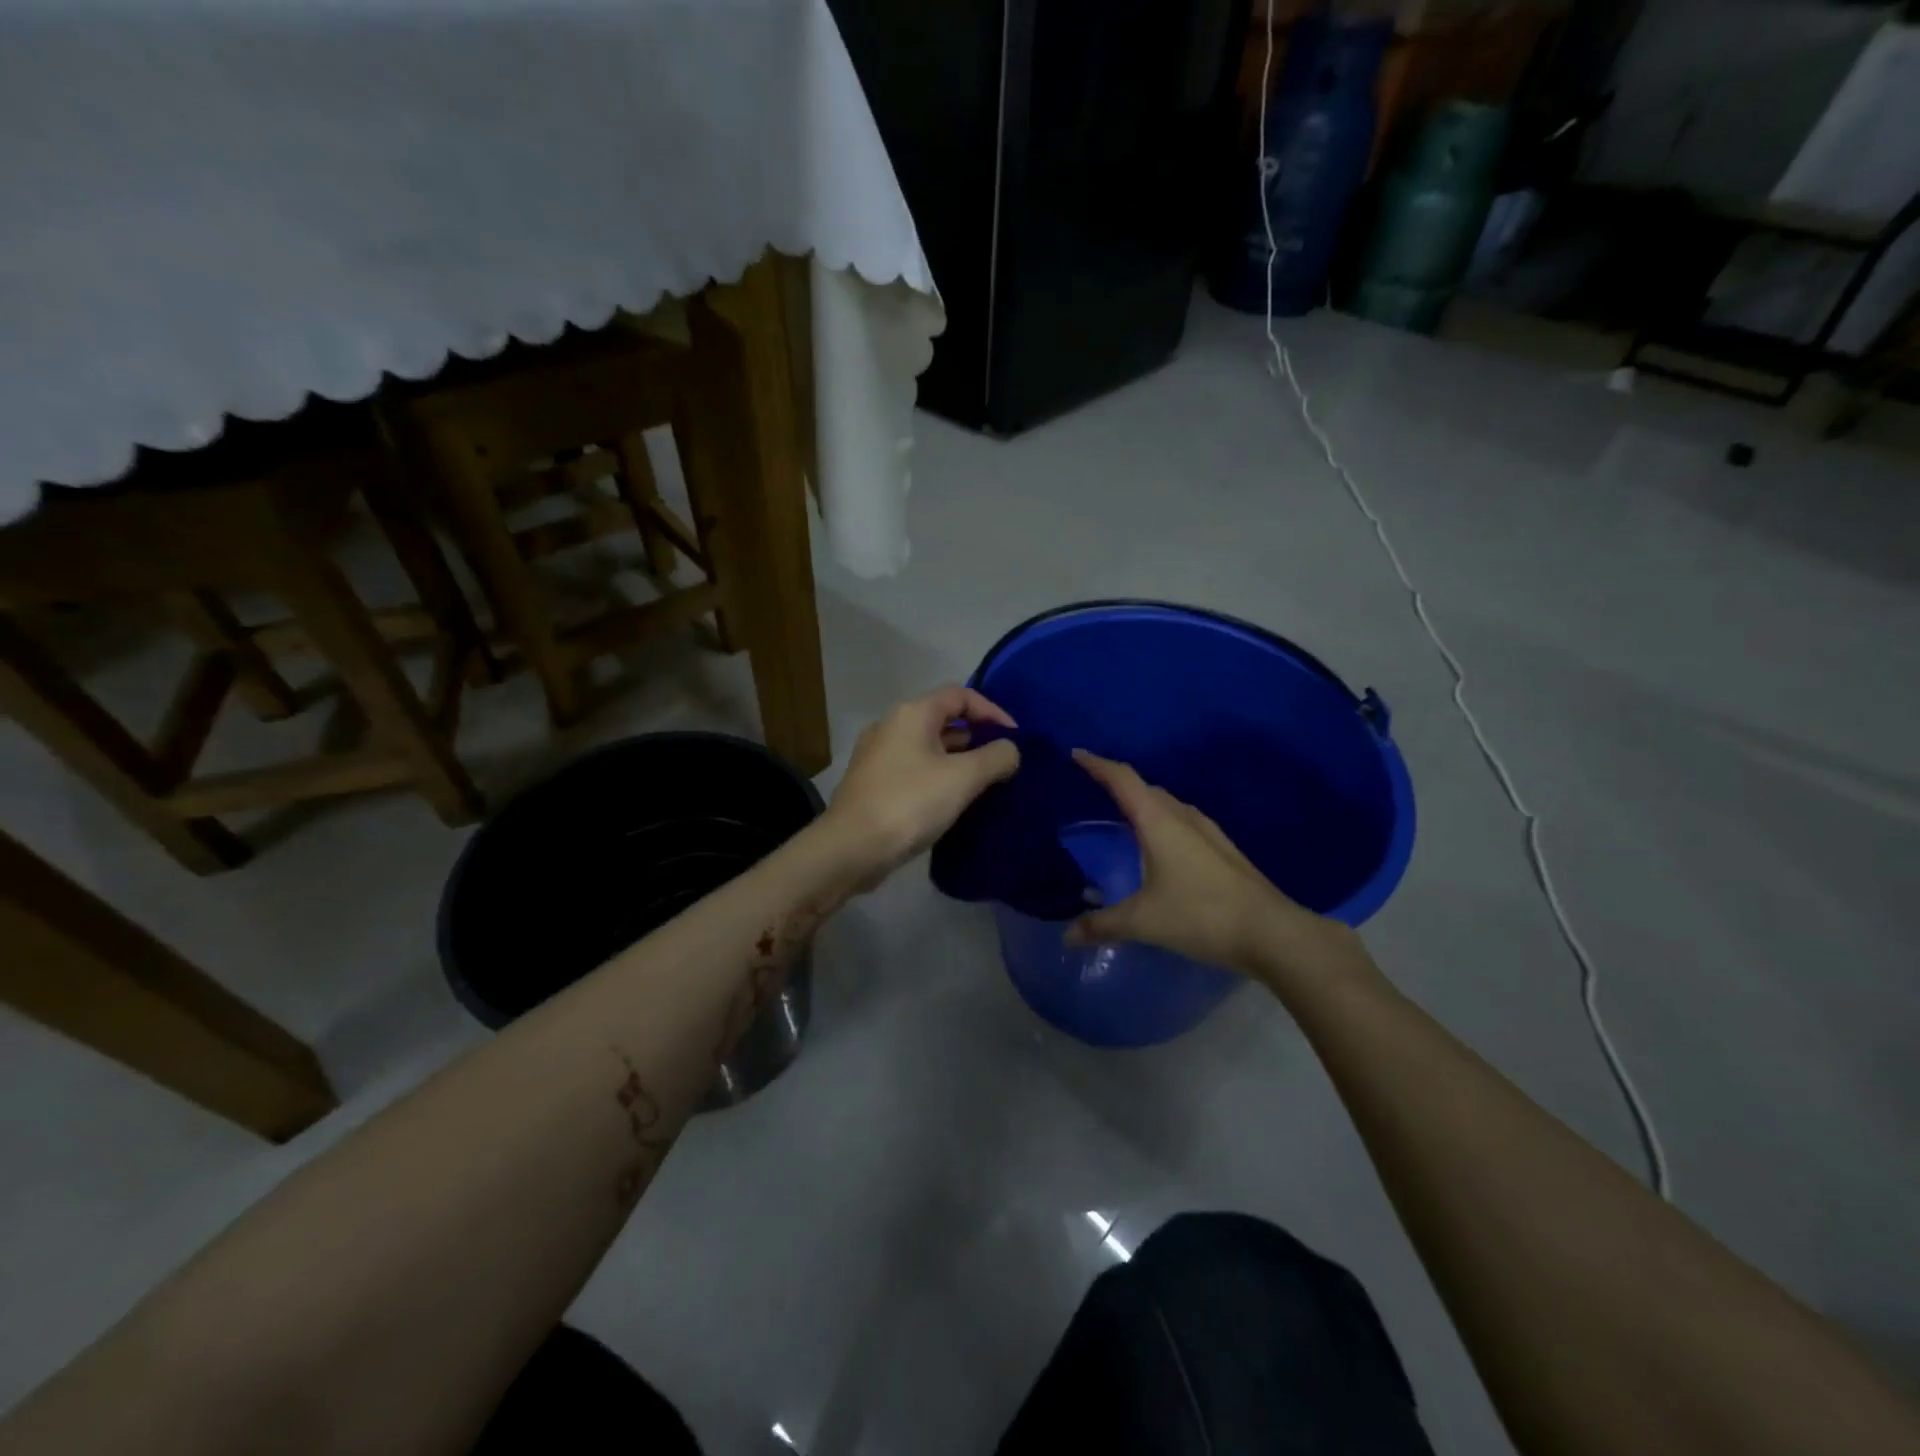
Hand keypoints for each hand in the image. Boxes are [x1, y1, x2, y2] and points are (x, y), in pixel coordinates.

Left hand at [823, 686, 1021, 884]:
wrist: (851, 848)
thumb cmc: (910, 804)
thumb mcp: (963, 778)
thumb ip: (995, 758)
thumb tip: (1010, 750)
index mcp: (912, 714)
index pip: (960, 695)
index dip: (992, 711)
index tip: (1014, 738)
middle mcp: (891, 726)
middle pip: (942, 719)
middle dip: (976, 737)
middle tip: (1002, 762)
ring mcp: (877, 756)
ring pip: (928, 747)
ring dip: (958, 760)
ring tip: (984, 784)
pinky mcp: (872, 784)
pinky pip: (914, 770)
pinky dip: (938, 777)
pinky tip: (952, 802)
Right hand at [1063, 750, 1367, 991]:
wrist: (1271, 933)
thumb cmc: (1201, 916)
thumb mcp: (1144, 922)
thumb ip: (1102, 925)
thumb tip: (1067, 935)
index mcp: (1158, 821)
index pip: (1122, 779)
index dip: (1097, 764)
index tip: (1075, 754)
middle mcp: (1183, 817)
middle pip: (1145, 787)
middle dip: (1117, 783)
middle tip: (1092, 789)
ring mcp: (1208, 831)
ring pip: (1167, 805)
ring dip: (1143, 804)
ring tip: (1120, 816)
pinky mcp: (1222, 849)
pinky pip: (1181, 822)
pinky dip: (1161, 823)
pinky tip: (1158, 848)